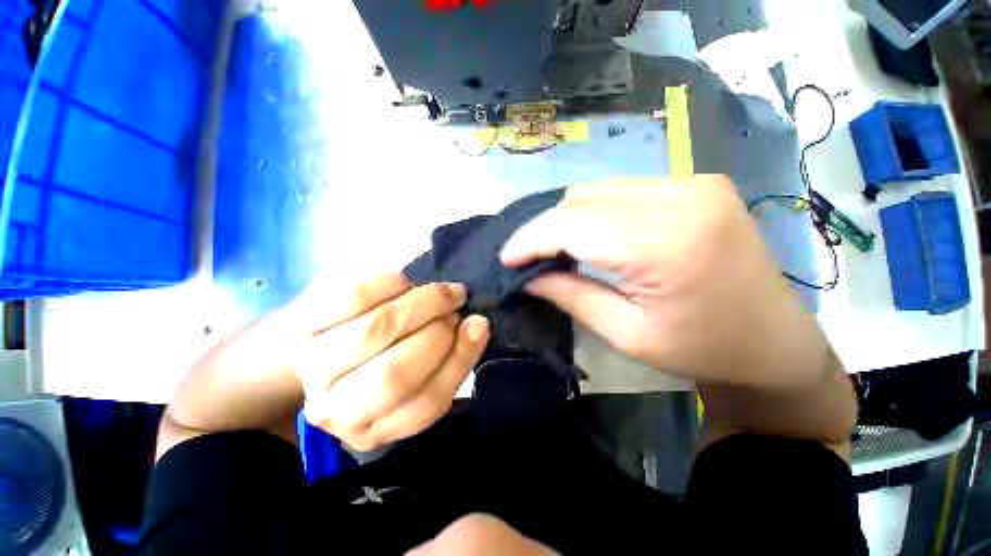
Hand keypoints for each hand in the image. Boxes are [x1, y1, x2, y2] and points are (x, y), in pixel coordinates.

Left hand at [292, 274, 488, 450]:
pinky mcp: (305, 320)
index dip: (458, 357)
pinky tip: (405, 284)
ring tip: (442, 293)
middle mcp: (335, 407)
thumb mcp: (419, 378)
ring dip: (423, 303)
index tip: (477, 324)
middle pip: (396, 372)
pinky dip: (392, 283)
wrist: (321, 351)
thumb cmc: (381, 365)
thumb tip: (477, 324)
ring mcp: (314, 363)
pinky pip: (355, 295)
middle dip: (439, 330)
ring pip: (379, 329)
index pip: (425, 402)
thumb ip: (451, 359)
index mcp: (373, 427)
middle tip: (456, 307)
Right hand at [501, 176, 831, 387]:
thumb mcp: (627, 334)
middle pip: (582, 200)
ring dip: (568, 218)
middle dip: (545, 229)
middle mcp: (681, 197)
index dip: (531, 239)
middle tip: (526, 256)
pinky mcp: (697, 183)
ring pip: (598, 189)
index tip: (506, 258)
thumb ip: (571, 295)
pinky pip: (623, 189)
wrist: (775, 342)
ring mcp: (693, 183)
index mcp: (666, 243)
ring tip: (554, 247)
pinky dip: (595, 210)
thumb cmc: (704, 350)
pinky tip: (590, 234)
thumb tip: (529, 276)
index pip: (572, 224)